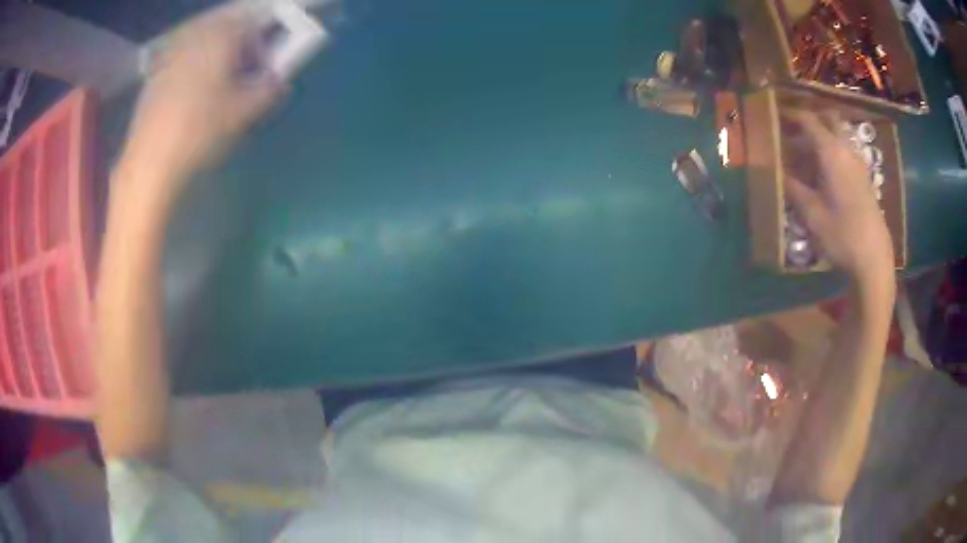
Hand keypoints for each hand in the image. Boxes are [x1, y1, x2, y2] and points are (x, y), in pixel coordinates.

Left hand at [121, 3, 285, 198]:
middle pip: (226, 23)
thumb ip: (268, 89)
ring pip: (202, 37)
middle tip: (242, 70)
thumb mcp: (243, 112)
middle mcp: (195, 34)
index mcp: (220, 35)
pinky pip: (182, 54)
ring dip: (215, 51)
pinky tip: (191, 92)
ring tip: (217, 81)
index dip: (264, 39)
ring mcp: (171, 51)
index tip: (264, 64)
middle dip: (239, 41)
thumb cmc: (200, 130)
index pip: (253, 21)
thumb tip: (278, 82)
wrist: (150, 160)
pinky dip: (193, 63)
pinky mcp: (155, 72)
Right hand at [782, 110, 893, 284]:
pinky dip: (831, 153)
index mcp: (831, 152)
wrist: (873, 259)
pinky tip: (823, 175)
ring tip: (804, 157)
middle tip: (792, 132)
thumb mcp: (811, 214)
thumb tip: (775, 172)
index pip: (808, 120)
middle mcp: (846, 150)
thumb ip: (792, 188)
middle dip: (809, 121)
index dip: (790, 114)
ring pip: (837, 137)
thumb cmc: (841, 234)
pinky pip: (844, 153)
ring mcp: (858, 164)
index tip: (774, 115)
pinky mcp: (864, 179)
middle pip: (827, 120)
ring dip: (821, 139)